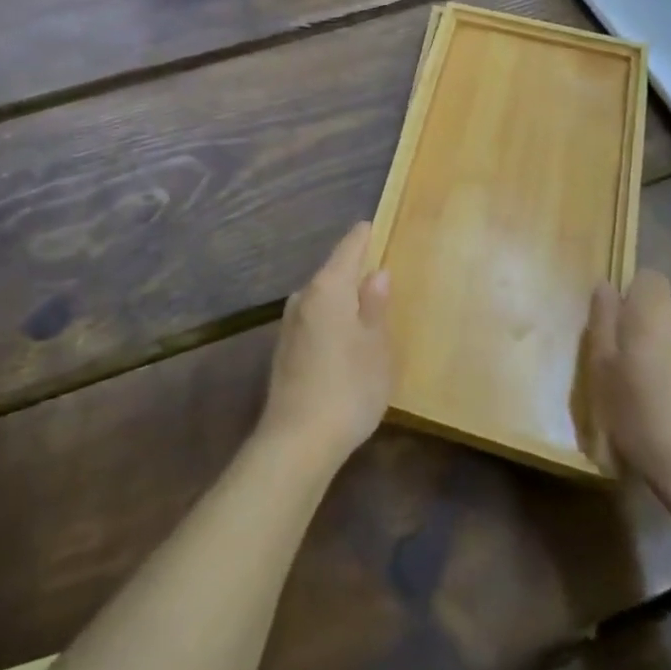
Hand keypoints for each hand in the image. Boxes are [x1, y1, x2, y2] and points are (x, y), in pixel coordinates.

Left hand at [259, 223, 392, 471]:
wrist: (297, 442)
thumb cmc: (348, 388)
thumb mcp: (376, 347)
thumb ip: (376, 305)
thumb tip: (378, 273)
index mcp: (329, 287)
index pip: (349, 246)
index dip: (366, 235)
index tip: (380, 226)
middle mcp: (304, 296)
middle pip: (334, 270)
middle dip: (358, 269)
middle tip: (386, 272)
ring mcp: (290, 322)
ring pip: (324, 296)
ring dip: (345, 298)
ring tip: (371, 308)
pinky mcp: (285, 348)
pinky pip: (315, 319)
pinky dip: (333, 319)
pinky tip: (347, 340)